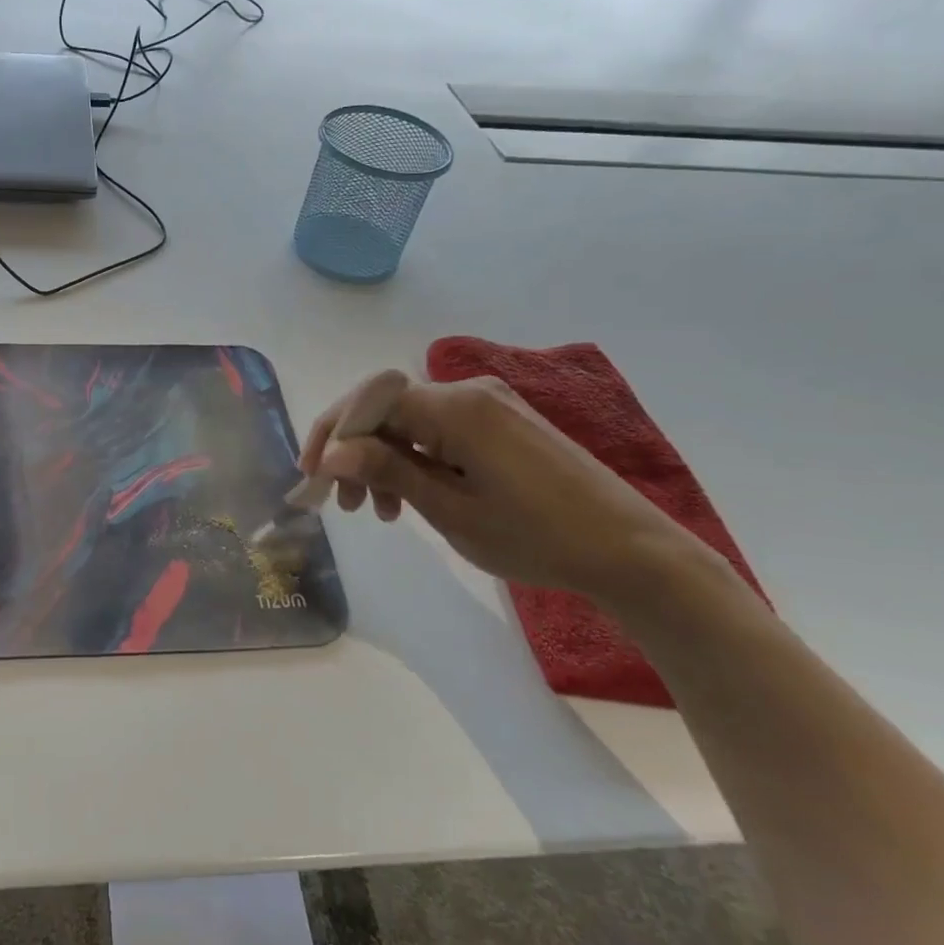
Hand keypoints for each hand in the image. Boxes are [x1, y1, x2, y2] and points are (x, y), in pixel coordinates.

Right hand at [301, 369, 715, 601]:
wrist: (632, 552)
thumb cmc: (537, 536)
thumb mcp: (451, 510)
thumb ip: (388, 472)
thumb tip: (331, 453)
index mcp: (455, 409)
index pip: (369, 402)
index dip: (331, 433)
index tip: (311, 476)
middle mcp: (469, 393)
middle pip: (387, 409)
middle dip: (354, 452)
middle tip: (341, 504)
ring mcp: (490, 406)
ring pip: (411, 422)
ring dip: (383, 460)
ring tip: (378, 513)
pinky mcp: (503, 424)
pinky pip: (440, 431)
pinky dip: (416, 460)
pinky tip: (412, 497)